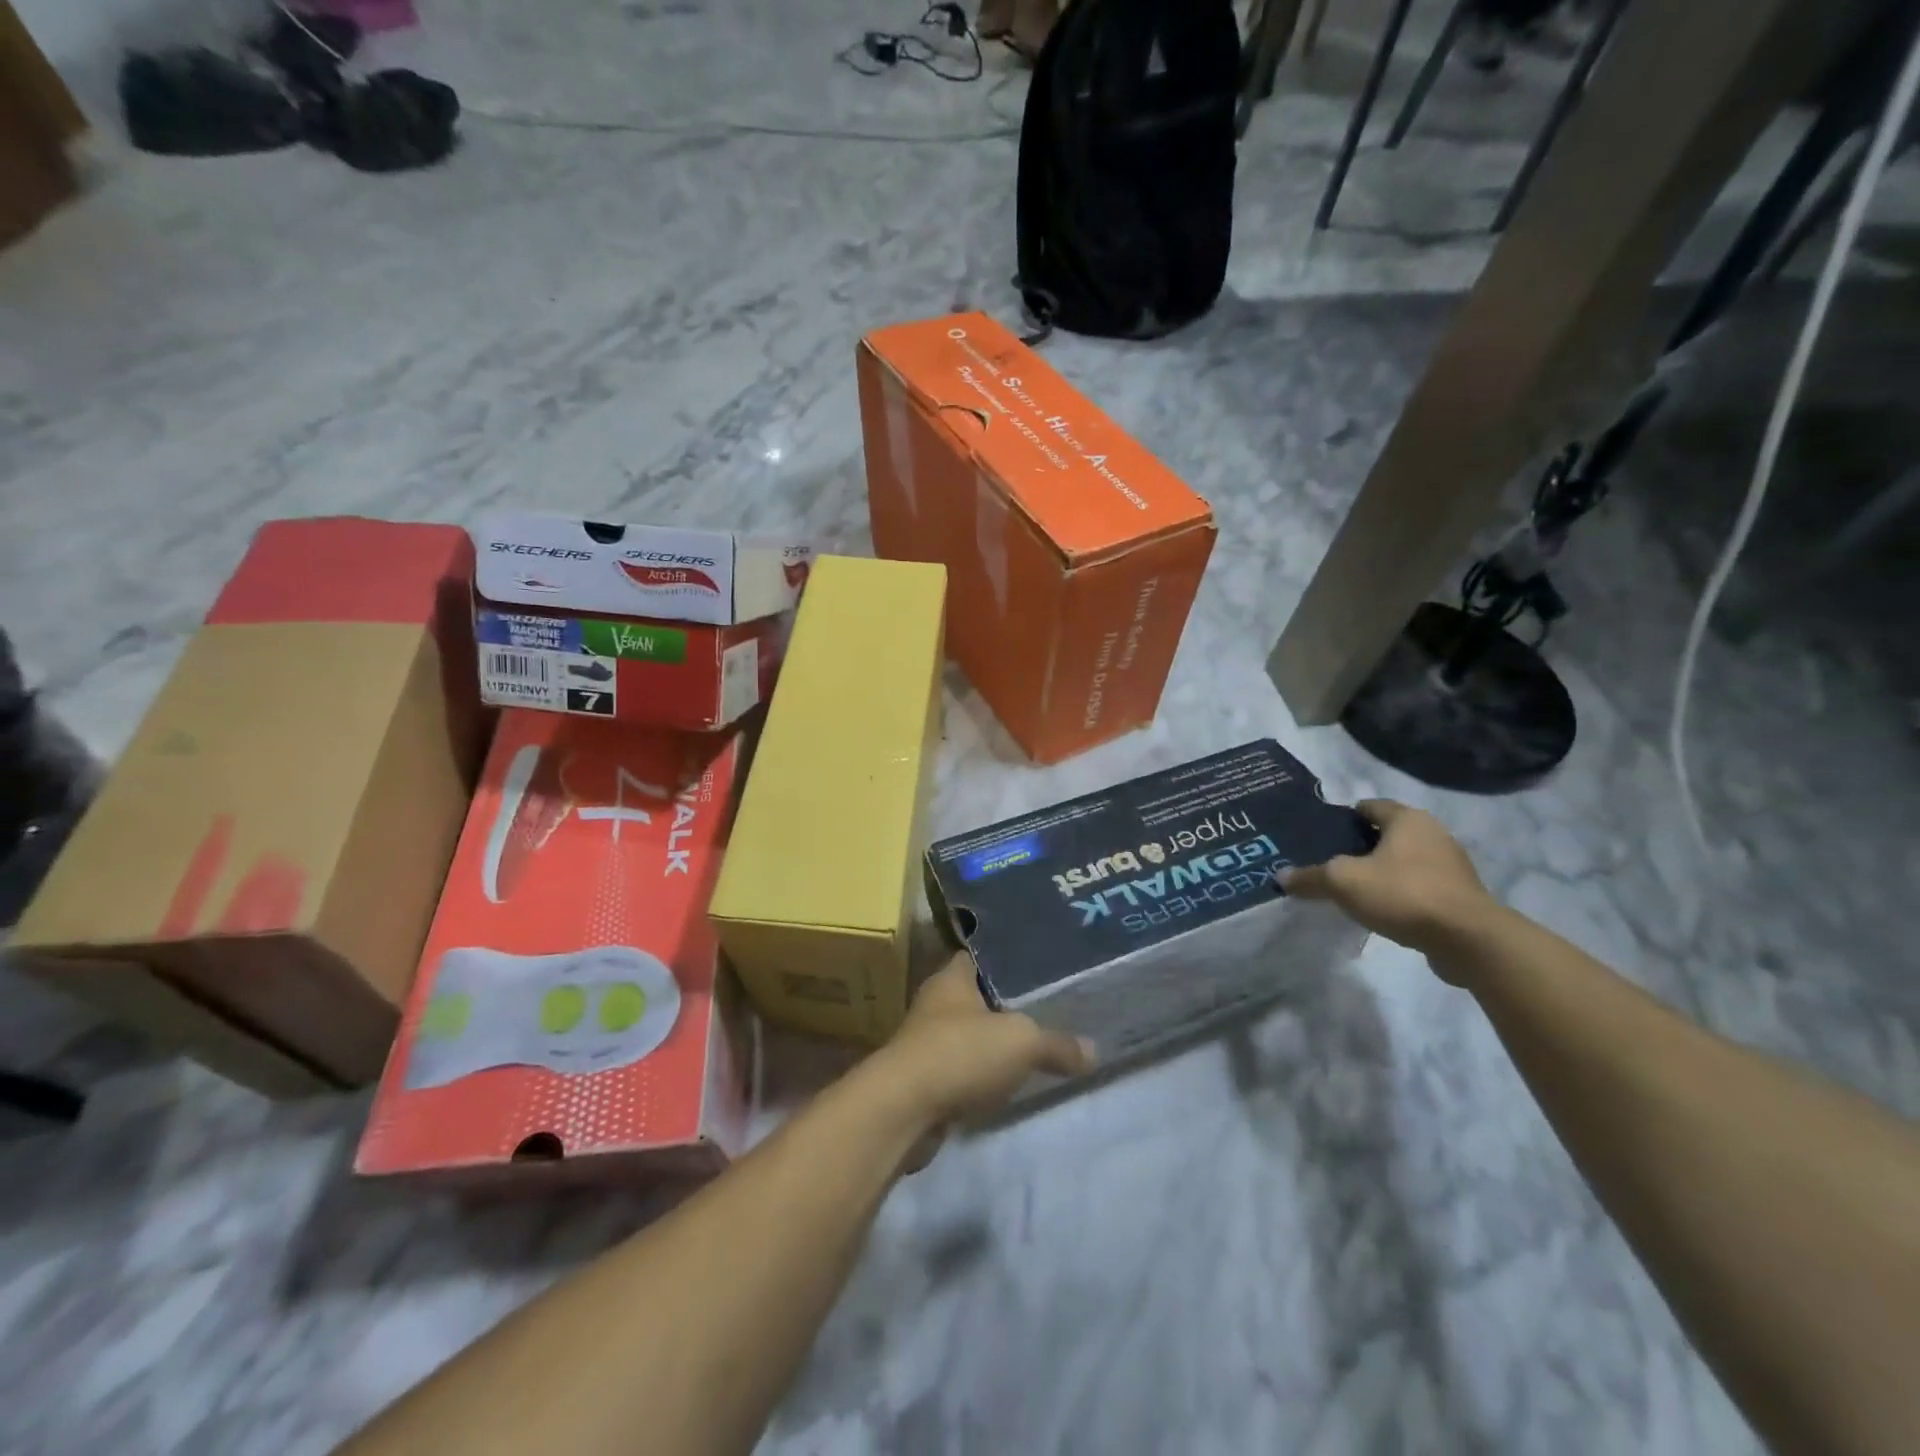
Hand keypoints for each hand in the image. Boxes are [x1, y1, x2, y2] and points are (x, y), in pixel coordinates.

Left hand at [869, 952, 1094, 1139]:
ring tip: (1035, 1045)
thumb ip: (1057, 1043)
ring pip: (969, 1035)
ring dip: (993, 1043)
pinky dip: (982, 1075)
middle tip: (1049, 1006)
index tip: (1040, 963)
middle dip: (1007, 1003)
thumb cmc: (960, 1053)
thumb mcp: (1021, 1041)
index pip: (981, 955)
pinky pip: (962, 1069)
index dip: (1009, 958)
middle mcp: (936, 1003)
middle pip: (977, 996)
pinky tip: (1008, 1083)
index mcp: (952, 977)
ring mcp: (926, 1042)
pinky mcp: (925, 1080)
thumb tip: (1093, 1050)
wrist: (903, 1109)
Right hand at [1278, 800, 1494, 971]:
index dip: (1342, 819)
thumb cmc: (1403, 893)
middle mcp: (1433, 833)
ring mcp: (1451, 865)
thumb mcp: (1343, 882)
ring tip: (1352, 890)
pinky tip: (1381, 911)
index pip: (1368, 806)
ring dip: (1381, 872)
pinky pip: (1419, 886)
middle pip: (1386, 834)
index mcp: (1407, 819)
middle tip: (1330, 864)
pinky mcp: (1459, 895)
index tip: (1320, 837)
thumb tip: (1281, 877)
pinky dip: (1400, 893)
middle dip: (1359, 847)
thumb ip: (1311, 877)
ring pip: (1404, 861)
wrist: (1468, 940)